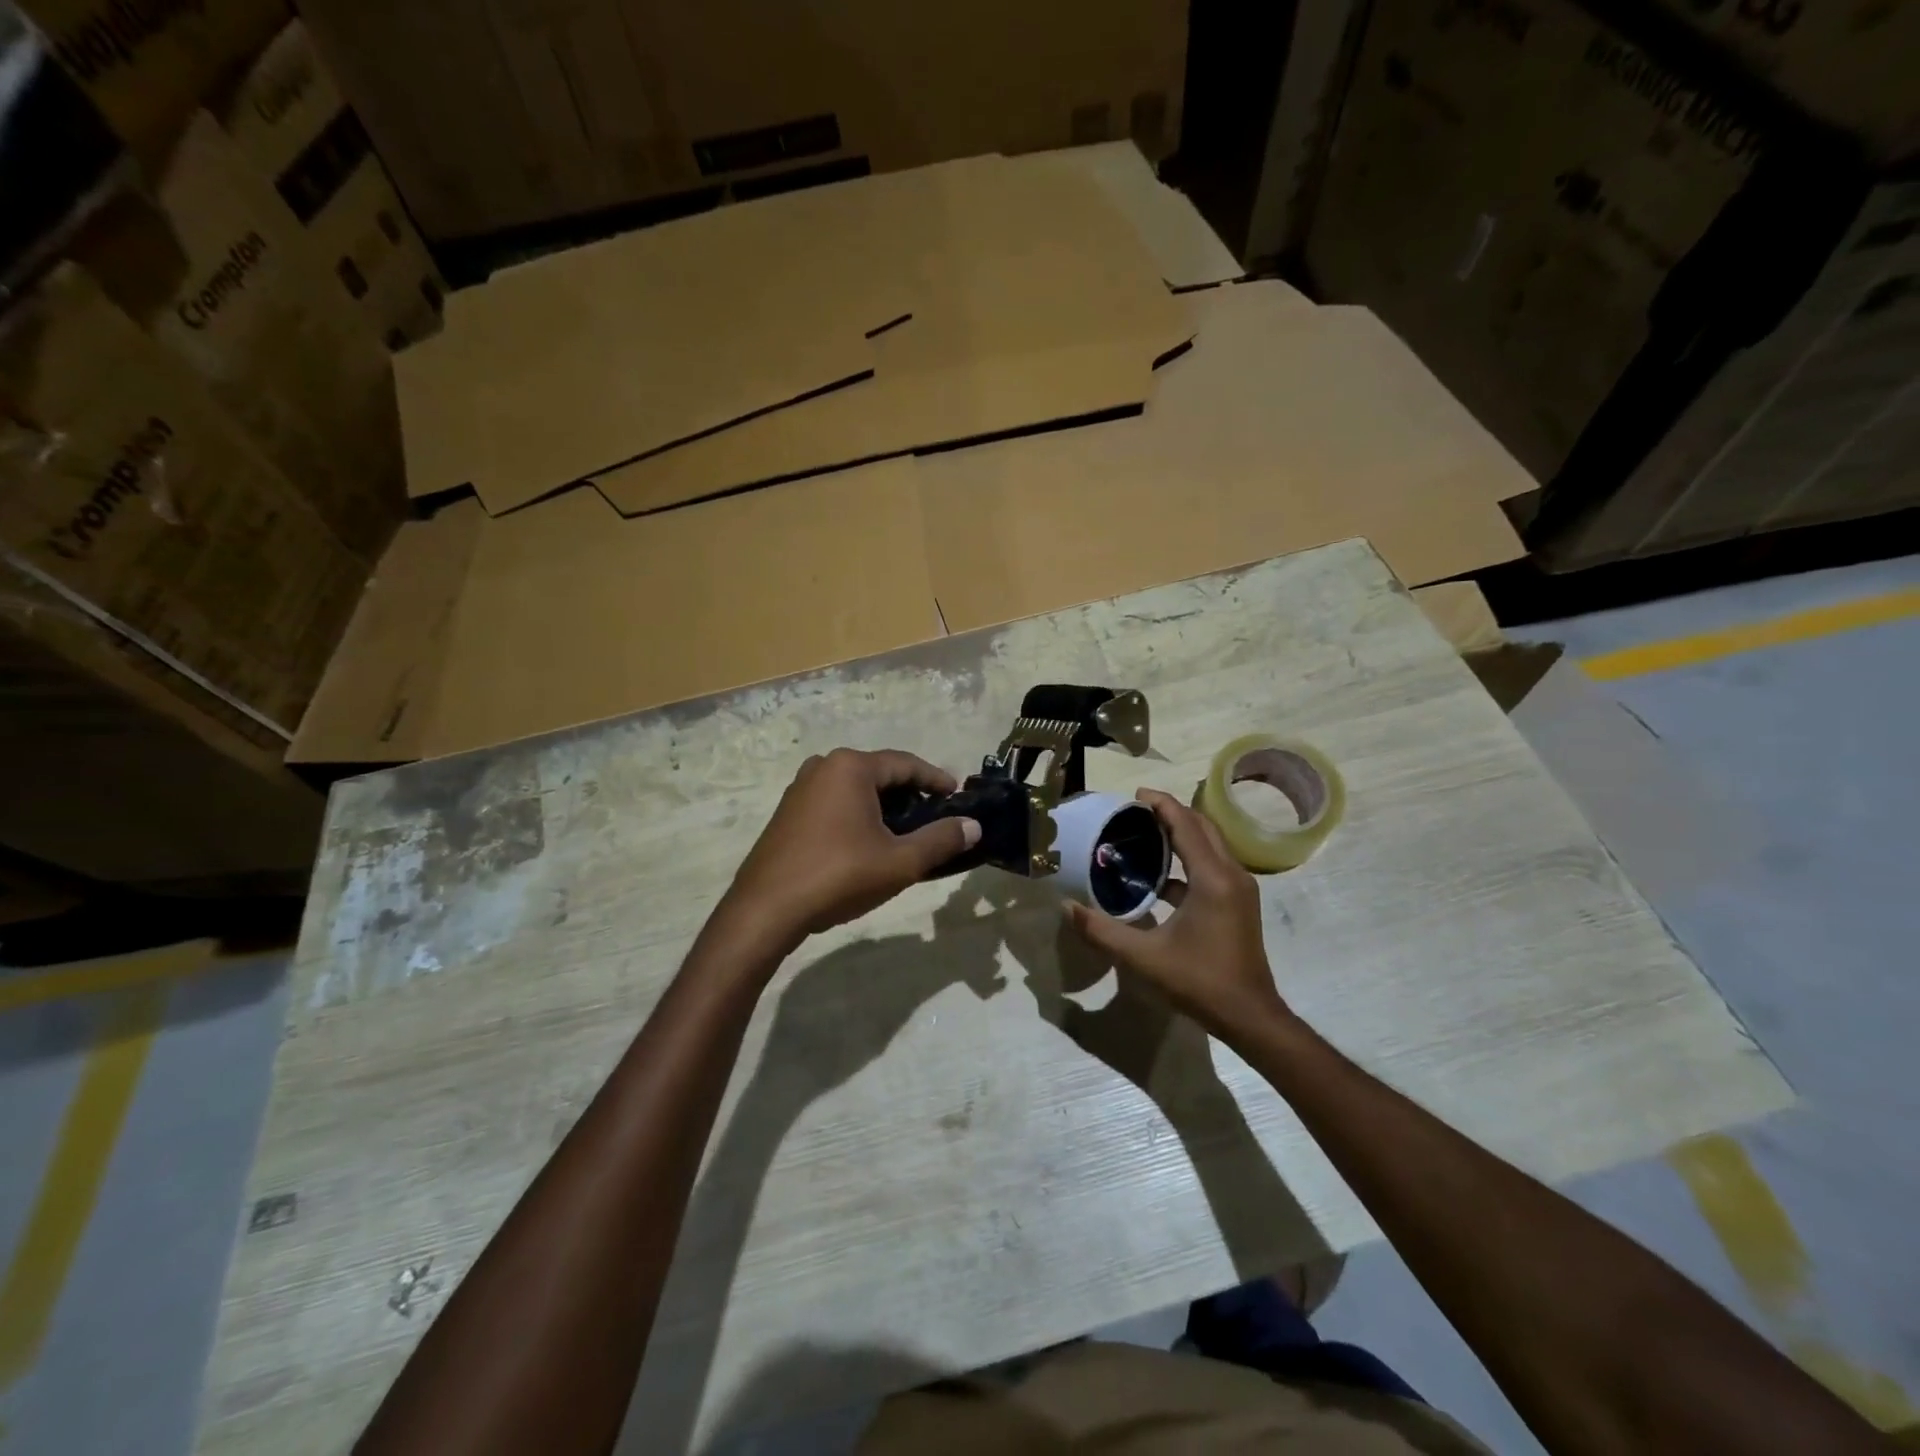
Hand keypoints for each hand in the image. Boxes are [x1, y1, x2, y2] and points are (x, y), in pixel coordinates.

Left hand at [721, 748, 980, 947]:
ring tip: (907, 833)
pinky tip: (869, 843)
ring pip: (856, 790)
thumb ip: (941, 840)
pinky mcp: (788, 813)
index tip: (958, 795)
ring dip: (884, 807)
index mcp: (850, 767)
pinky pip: (835, 803)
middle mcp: (823, 767)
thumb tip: (973, 826)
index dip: (936, 779)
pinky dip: (859, 816)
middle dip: (911, 794)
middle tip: (936, 817)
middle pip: (880, 774)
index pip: (906, 764)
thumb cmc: (838, 877)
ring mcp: (800, 789)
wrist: (766, 910)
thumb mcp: (900, 862)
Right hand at [1063, 789, 1289, 1041]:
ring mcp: (1239, 889)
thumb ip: (1102, 931)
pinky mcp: (1238, 904)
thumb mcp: (1144, 958)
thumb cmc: (1199, 982)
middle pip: (1202, 827)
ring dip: (1182, 834)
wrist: (1250, 1017)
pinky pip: (1212, 866)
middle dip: (1171, 813)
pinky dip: (1188, 860)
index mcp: (1212, 878)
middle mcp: (1231, 874)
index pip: (1186, 824)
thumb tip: (1067, 907)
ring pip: (1211, 845)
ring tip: (1145, 835)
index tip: (1135, 794)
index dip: (1162, 804)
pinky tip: (1159, 879)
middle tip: (1136, 811)